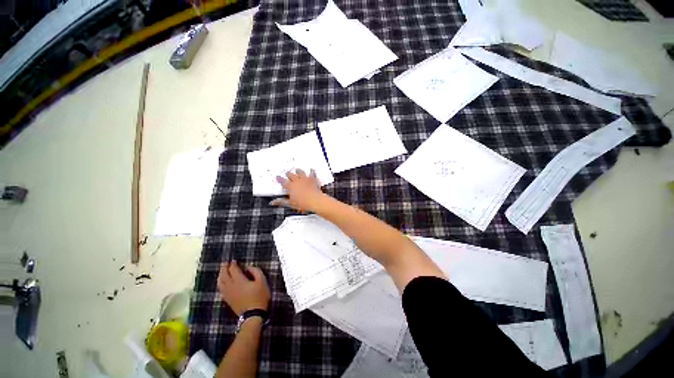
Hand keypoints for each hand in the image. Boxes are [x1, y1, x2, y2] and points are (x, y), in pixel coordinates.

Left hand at [217, 261, 269, 315]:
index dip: (233, 264)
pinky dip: (220, 283)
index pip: (233, 270)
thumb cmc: (259, 296)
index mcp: (239, 280)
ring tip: (222, 271)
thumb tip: (248, 267)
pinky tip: (222, 283)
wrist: (253, 315)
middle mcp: (231, 286)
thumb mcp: (262, 281)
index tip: (234, 260)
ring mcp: (228, 294)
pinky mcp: (227, 300)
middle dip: (224, 268)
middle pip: (224, 275)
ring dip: (220, 275)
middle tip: (225, 263)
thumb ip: (255, 271)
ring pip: (220, 283)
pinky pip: (221, 289)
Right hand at [270, 169, 325, 211]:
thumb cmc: (302, 203)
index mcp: (290, 186)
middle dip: (289, 174)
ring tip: (297, 169)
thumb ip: (281, 202)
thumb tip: (273, 202)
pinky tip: (312, 170)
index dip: (280, 179)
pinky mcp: (312, 180)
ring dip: (298, 171)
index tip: (278, 177)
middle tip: (287, 173)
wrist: (314, 200)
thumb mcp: (290, 204)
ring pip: (301, 173)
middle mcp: (297, 181)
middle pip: (291, 175)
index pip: (283, 182)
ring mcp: (305, 179)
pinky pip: (312, 174)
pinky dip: (312, 172)